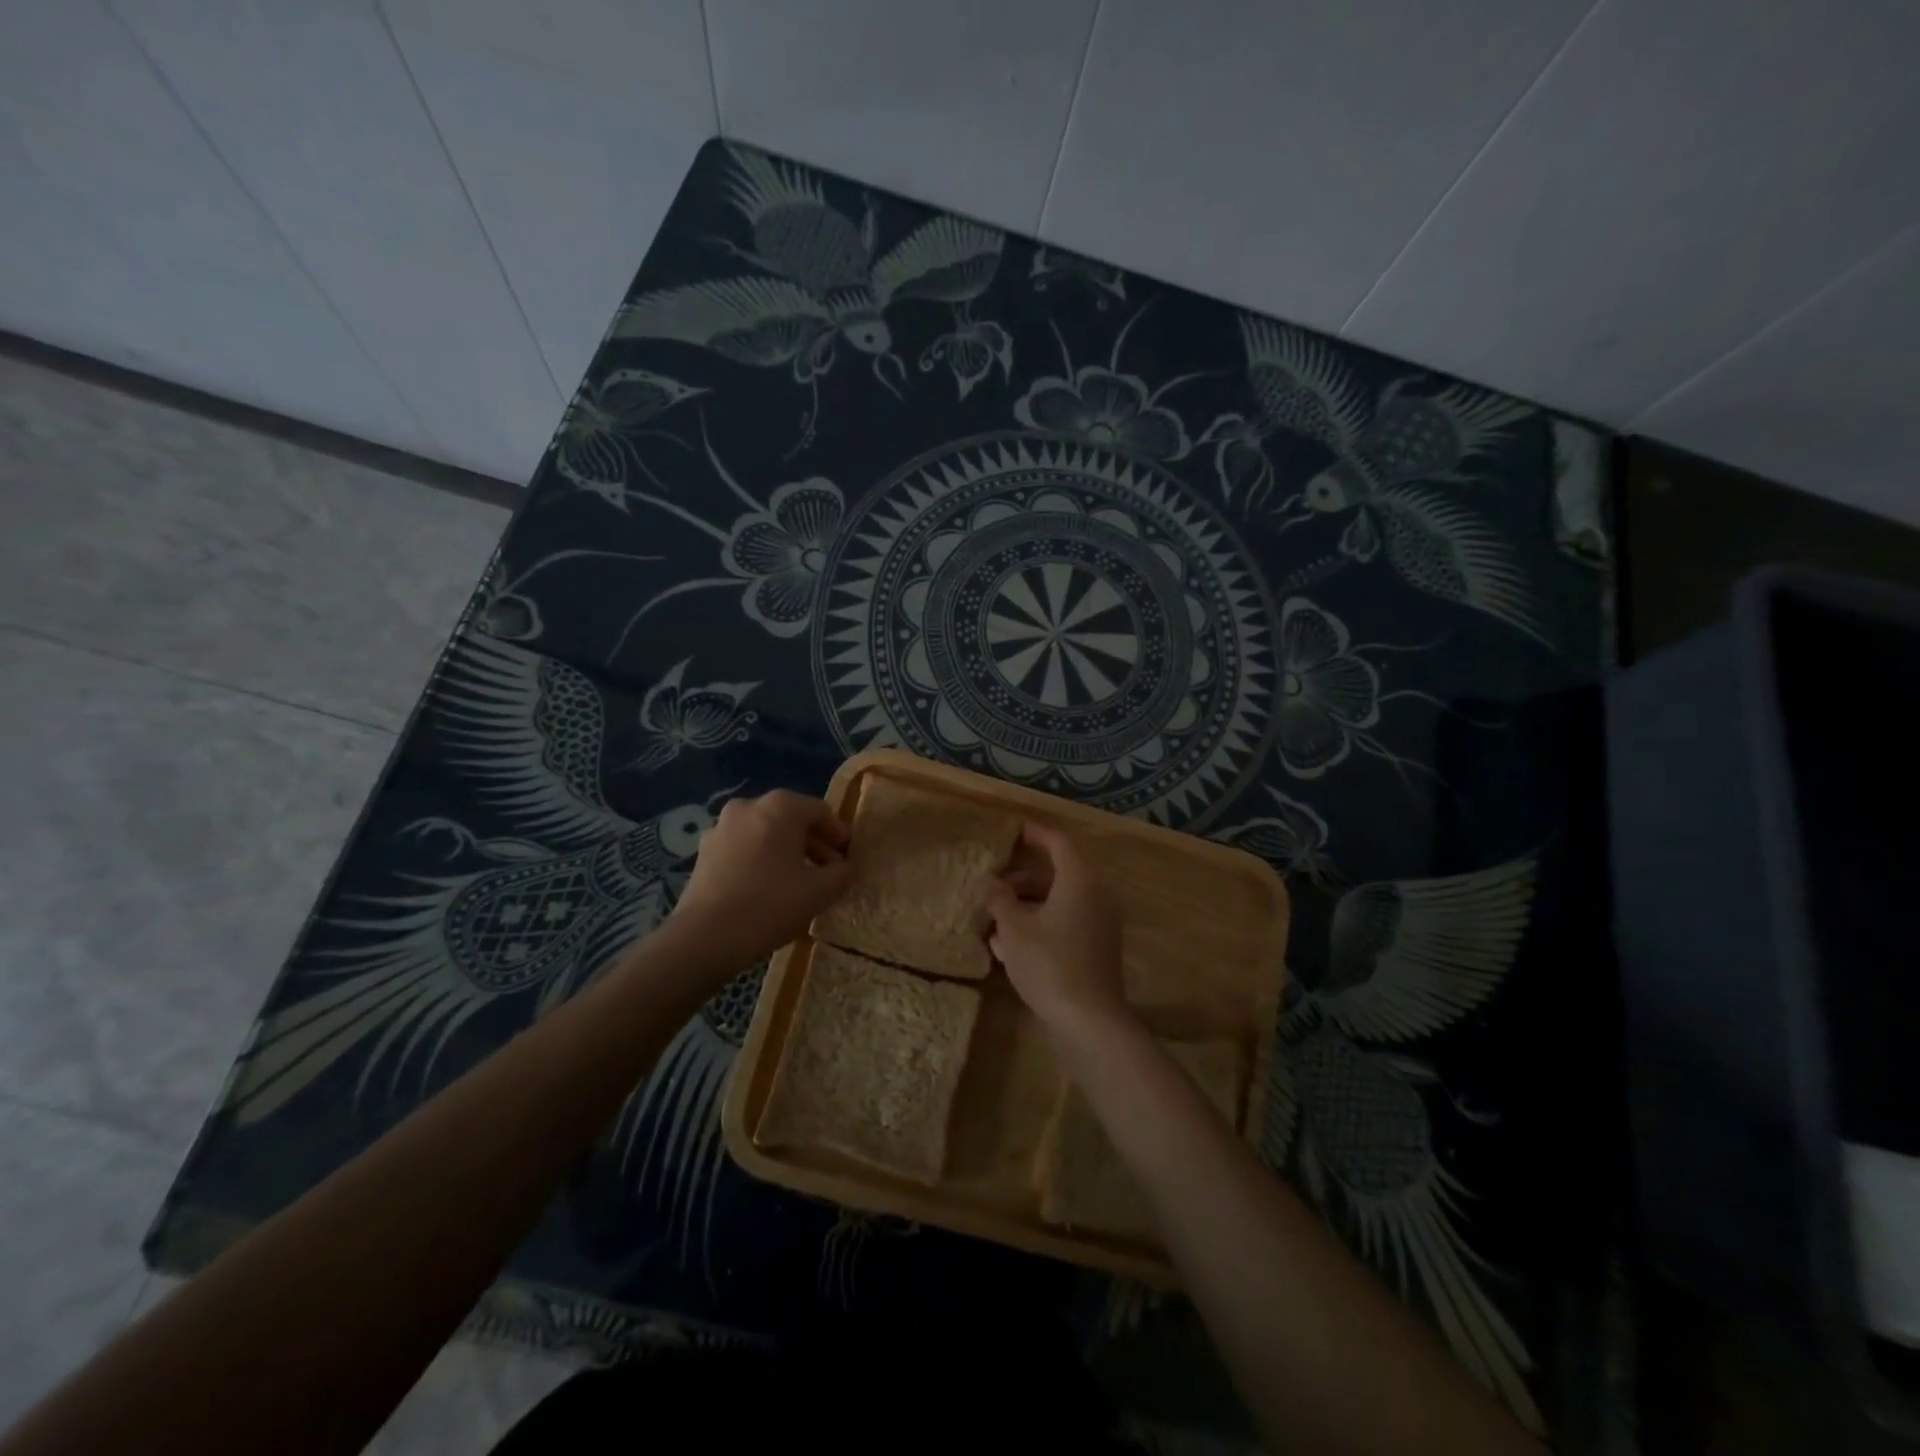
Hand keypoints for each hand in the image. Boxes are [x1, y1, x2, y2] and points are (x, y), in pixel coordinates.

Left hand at [666, 790, 850, 970]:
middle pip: (791, 819)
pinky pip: (744, 848)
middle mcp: (748, 806)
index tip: (848, 857)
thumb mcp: (821, 891)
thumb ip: (842, 872)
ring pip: (766, 834)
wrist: (705, 938)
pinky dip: (762, 860)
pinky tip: (769, 888)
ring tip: (801, 882)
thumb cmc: (770, 905)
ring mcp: (721, 828)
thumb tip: (845, 867)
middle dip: (814, 844)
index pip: (820, 811)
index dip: (839, 833)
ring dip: (787, 852)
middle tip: (829, 871)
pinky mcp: (704, 852)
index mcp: (779, 806)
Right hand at [982, 821, 1131, 1040]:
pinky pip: (1065, 925)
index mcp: (1079, 881)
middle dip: (1022, 881)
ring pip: (1058, 904)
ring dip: (1027, 907)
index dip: (1037, 835)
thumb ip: (1000, 899)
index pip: (1059, 844)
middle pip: (1057, 876)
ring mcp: (1100, 925)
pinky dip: (1040, 926)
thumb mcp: (1014, 928)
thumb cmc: (1049, 963)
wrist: (1089, 1020)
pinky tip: (1009, 947)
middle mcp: (1096, 897)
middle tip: (994, 887)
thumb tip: (990, 883)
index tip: (1016, 831)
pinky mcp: (1097, 951)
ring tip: (994, 921)